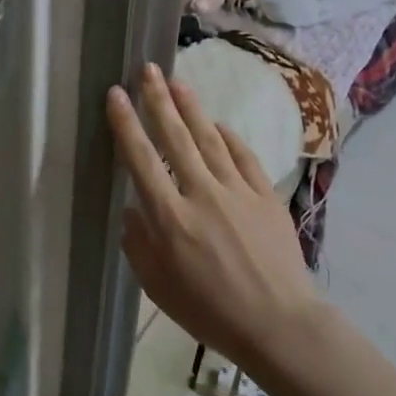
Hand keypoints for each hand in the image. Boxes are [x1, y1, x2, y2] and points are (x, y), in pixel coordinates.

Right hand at [107, 62, 322, 372]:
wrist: (279, 325)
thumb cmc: (210, 312)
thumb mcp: (158, 287)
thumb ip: (139, 245)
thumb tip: (133, 211)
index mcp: (170, 218)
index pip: (142, 160)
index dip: (126, 124)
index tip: (115, 96)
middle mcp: (202, 194)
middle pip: (175, 138)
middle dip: (157, 100)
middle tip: (146, 69)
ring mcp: (238, 192)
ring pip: (210, 139)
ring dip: (191, 108)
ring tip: (176, 82)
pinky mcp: (266, 197)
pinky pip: (244, 158)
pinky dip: (229, 137)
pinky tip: (218, 124)